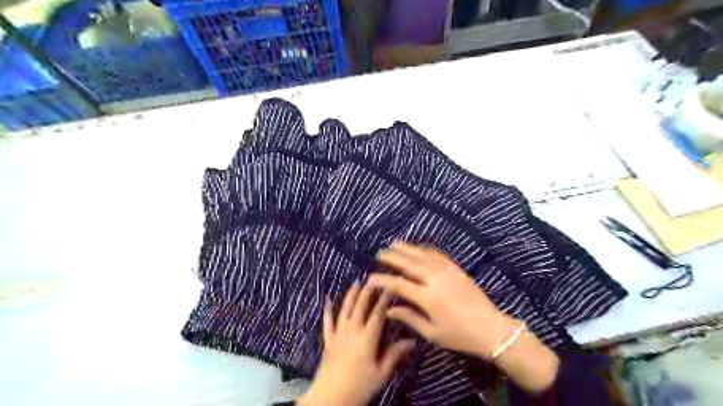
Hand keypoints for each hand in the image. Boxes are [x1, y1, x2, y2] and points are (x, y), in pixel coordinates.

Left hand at [298, 282, 411, 404]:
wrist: (331, 398)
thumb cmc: (359, 387)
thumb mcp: (381, 374)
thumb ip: (394, 354)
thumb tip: (412, 341)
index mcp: (367, 338)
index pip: (378, 313)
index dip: (384, 299)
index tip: (390, 286)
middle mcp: (352, 331)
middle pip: (360, 306)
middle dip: (367, 291)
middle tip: (374, 279)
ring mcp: (338, 334)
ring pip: (345, 309)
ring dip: (351, 295)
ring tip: (356, 283)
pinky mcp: (328, 340)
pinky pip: (327, 321)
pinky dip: (327, 310)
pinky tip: (327, 299)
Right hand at [370, 241, 516, 358]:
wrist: (491, 329)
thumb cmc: (460, 335)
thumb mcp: (432, 332)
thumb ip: (409, 318)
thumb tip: (388, 310)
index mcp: (428, 297)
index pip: (399, 284)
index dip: (383, 280)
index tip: (371, 277)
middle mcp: (435, 280)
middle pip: (409, 264)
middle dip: (393, 257)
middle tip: (380, 253)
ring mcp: (447, 272)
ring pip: (422, 255)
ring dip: (407, 249)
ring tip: (394, 243)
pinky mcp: (457, 269)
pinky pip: (438, 255)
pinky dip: (425, 249)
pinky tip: (418, 247)